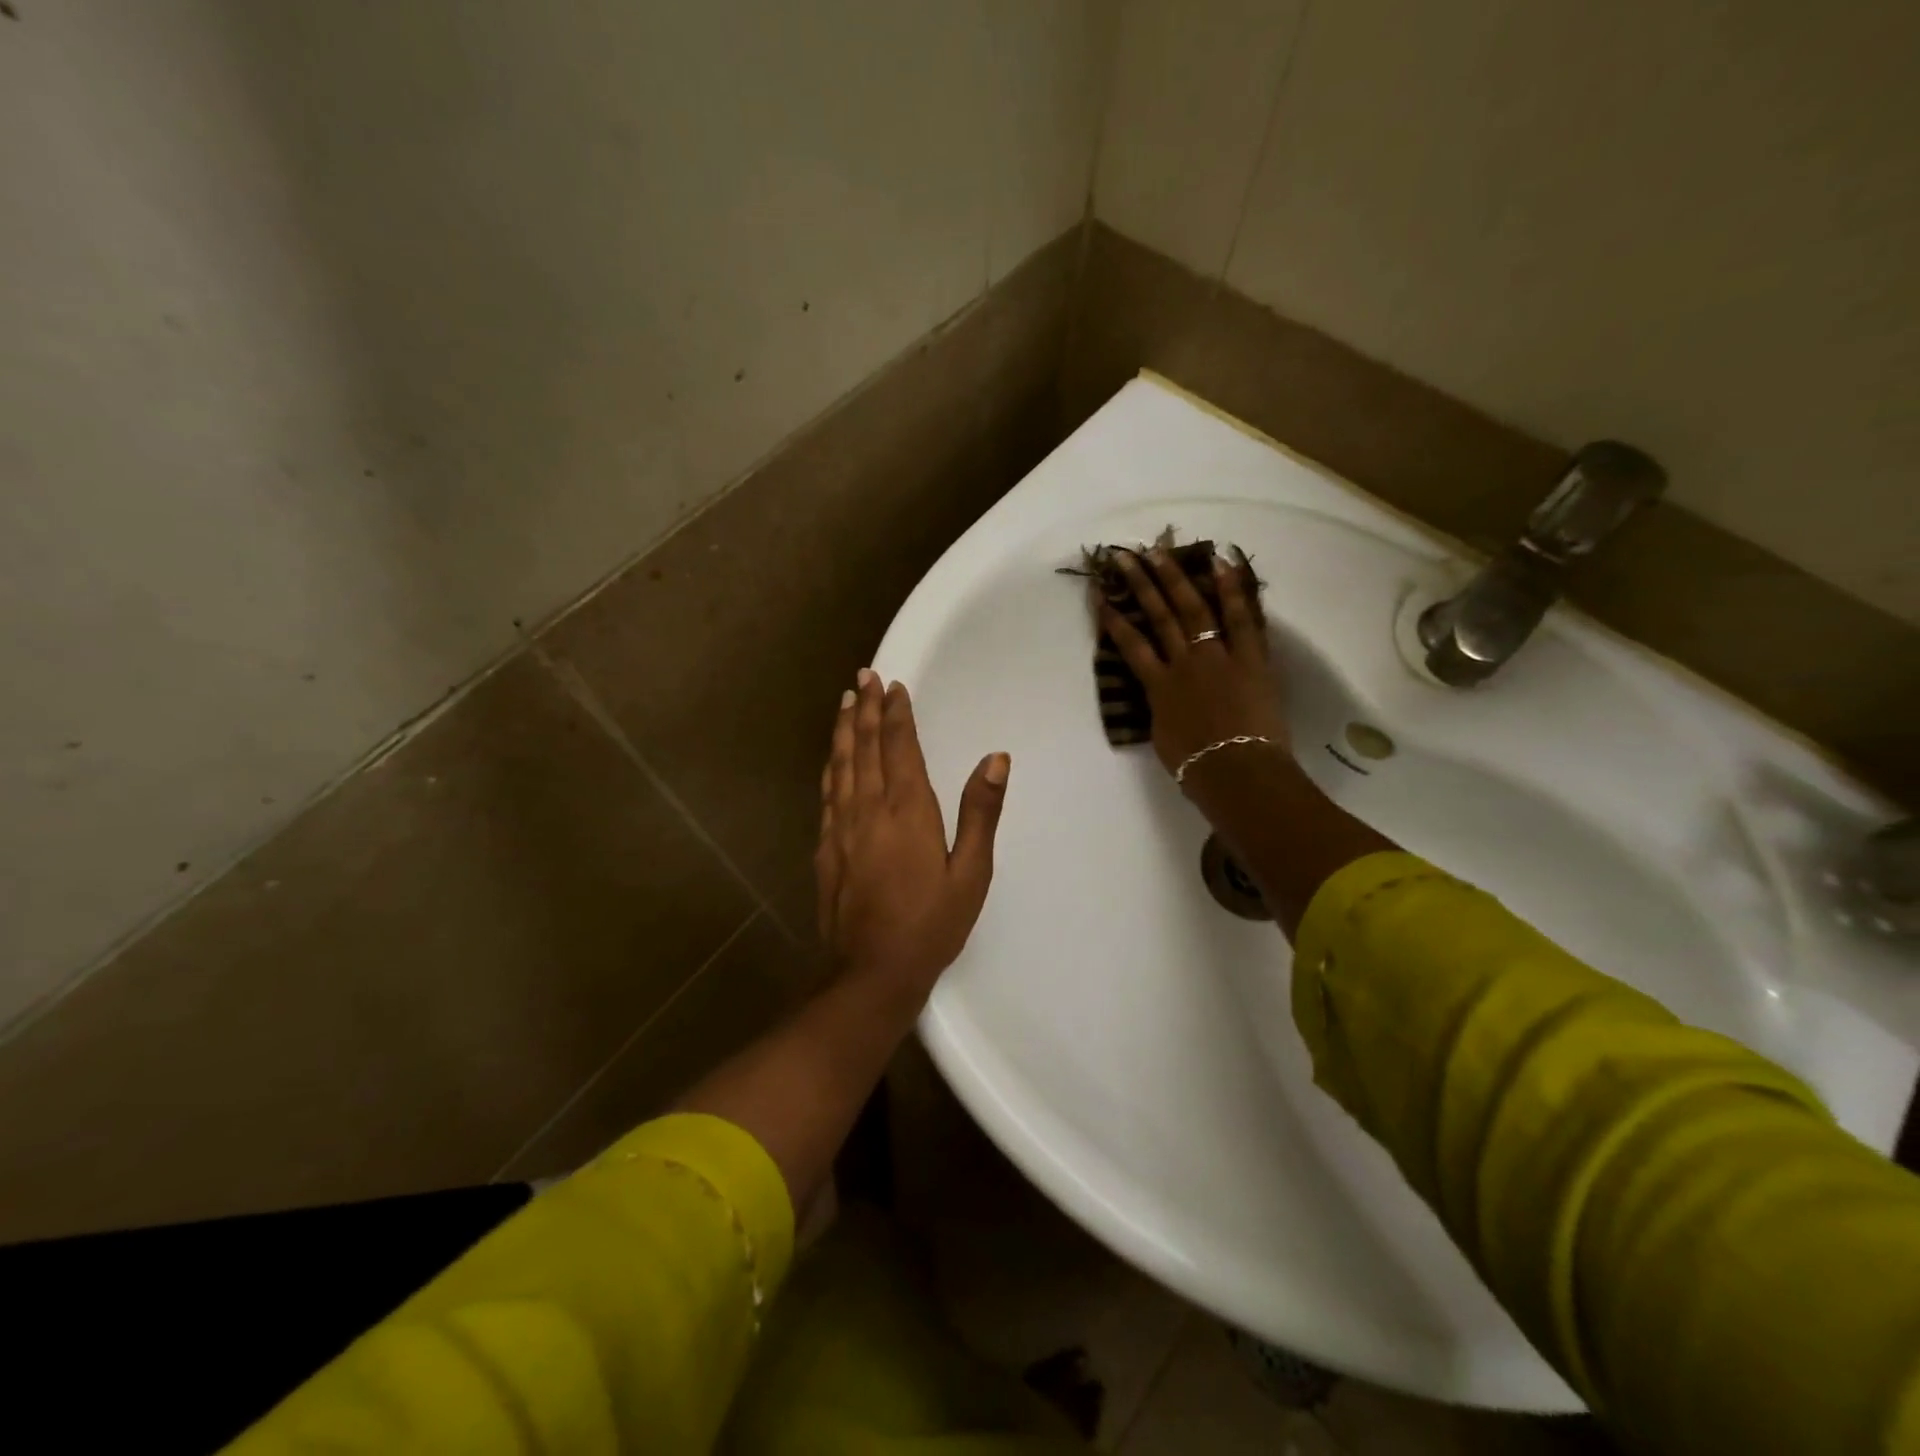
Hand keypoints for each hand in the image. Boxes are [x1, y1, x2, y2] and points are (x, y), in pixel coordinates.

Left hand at [816, 669, 1009, 1005]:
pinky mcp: (825, 847)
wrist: (871, 971)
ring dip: (845, 729)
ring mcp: (840, 827)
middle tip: (865, 678)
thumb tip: (996, 759)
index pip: (899, 747)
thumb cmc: (931, 923)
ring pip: (841, 764)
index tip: (894, 686)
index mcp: (907, 810)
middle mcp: (868, 808)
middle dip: (866, 709)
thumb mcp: (971, 873)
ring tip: (846, 702)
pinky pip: (827, 792)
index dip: (896, 714)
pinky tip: (833, 758)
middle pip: (865, 747)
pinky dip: (831, 765)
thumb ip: (981, 813)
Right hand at [1099, 547, 1287, 779]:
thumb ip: (1160, 710)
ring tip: (1160, 552)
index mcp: (1158, 687)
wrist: (1235, 771)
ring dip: (1174, 578)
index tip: (1100, 594)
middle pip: (1158, 616)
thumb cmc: (1195, 766)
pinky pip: (1241, 619)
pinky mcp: (1250, 658)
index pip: (1130, 645)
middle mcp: (1183, 663)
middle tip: (1126, 556)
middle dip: (1140, 584)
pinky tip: (1220, 563)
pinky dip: (1232, 591)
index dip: (1113, 618)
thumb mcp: (1163, 737)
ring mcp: (1216, 657)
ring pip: (1192, 609)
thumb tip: (1162, 697)